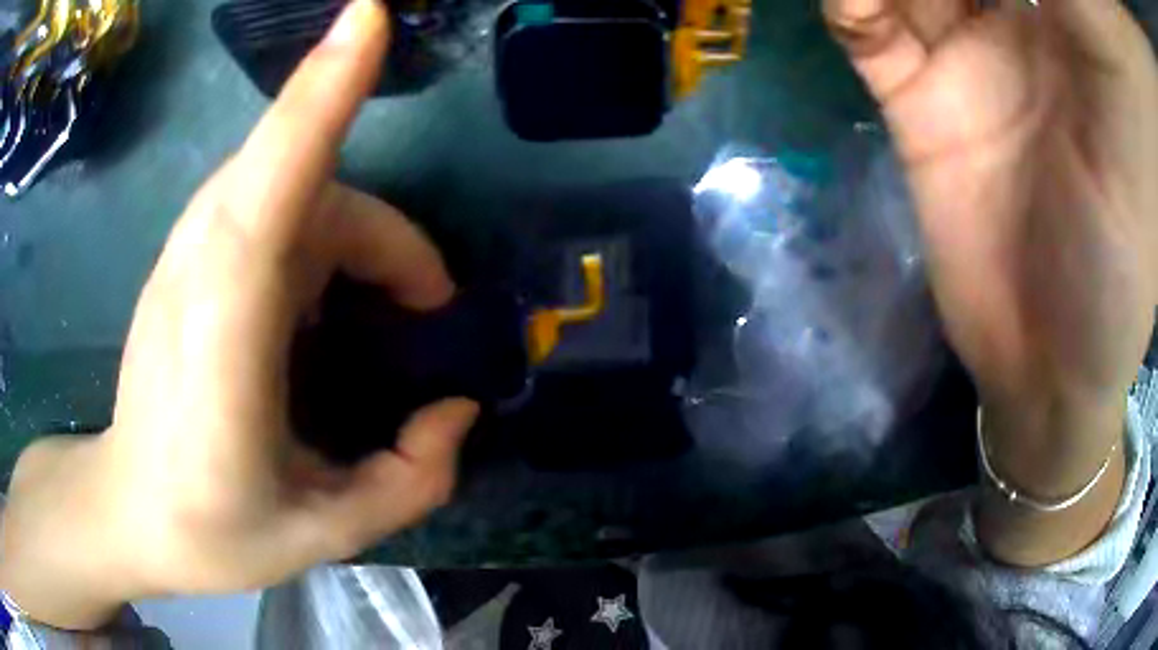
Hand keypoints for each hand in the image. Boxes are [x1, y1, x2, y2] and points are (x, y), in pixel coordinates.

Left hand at [0, 0, 477, 628]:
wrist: (126, 510)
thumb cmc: (208, 530)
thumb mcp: (322, 535)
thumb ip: (409, 480)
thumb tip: (454, 411)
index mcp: (225, 330)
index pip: (273, 178)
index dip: (323, 88)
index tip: (371, 17)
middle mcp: (202, 264)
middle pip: (309, 180)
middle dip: (387, 236)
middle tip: (427, 311)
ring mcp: (188, 253)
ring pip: (292, 185)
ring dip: (357, 236)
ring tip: (387, 309)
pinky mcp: (188, 257)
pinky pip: (270, 205)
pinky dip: (321, 233)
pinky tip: (326, 305)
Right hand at [825, 0, 1156, 562]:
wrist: (1043, 365)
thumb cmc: (1115, 268)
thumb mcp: (1130, 140)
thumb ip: (1091, 34)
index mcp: (1074, 28)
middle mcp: (1019, 19)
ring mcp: (963, 50)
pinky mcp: (916, 94)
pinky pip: (868, 27)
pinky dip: (850, 4)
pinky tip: (853, 10)